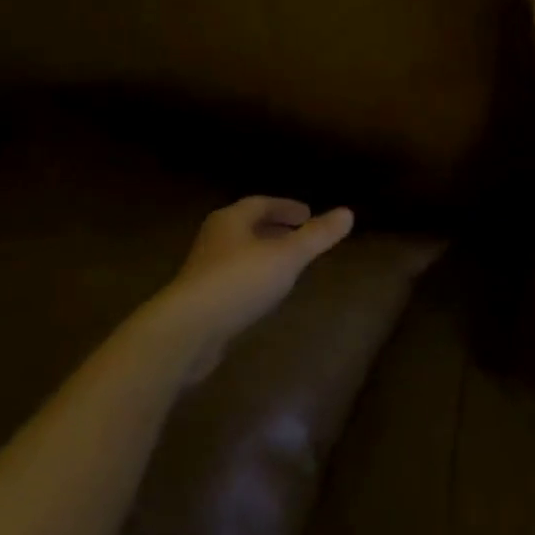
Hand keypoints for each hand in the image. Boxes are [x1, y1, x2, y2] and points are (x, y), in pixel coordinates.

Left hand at [159, 197, 353, 358]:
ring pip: (240, 252)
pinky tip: (265, 293)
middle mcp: (214, 238)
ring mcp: (204, 270)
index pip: (261, 203)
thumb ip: (317, 236)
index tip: (308, 214)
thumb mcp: (287, 256)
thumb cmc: (239, 282)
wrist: (187, 331)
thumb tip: (348, 213)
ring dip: (263, 253)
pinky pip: (233, 278)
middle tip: (300, 234)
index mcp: (231, 220)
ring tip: (288, 263)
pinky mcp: (200, 299)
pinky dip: (253, 277)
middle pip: (247, 226)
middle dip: (274, 228)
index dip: (286, 207)